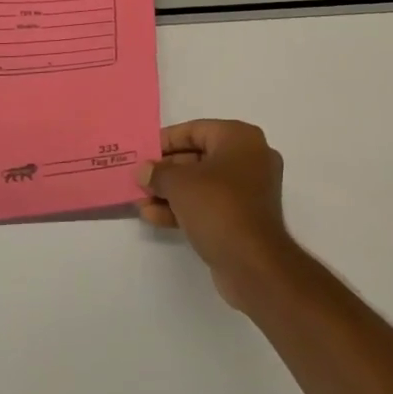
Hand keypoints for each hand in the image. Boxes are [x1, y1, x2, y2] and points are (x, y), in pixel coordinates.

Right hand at [138, 120, 299, 309]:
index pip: (196, 130)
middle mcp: (250, 158)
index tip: (142, 152)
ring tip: (140, 201)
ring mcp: (249, 190)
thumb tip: (143, 171)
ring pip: (203, 184)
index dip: (166, 140)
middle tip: (139, 179)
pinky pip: (210, 204)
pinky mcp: (244, 217)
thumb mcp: (180, 184)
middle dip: (166, 170)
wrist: (253, 263)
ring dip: (171, 192)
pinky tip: (154, 216)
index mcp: (240, 138)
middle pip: (199, 157)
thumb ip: (158, 173)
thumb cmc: (218, 207)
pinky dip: (184, 207)